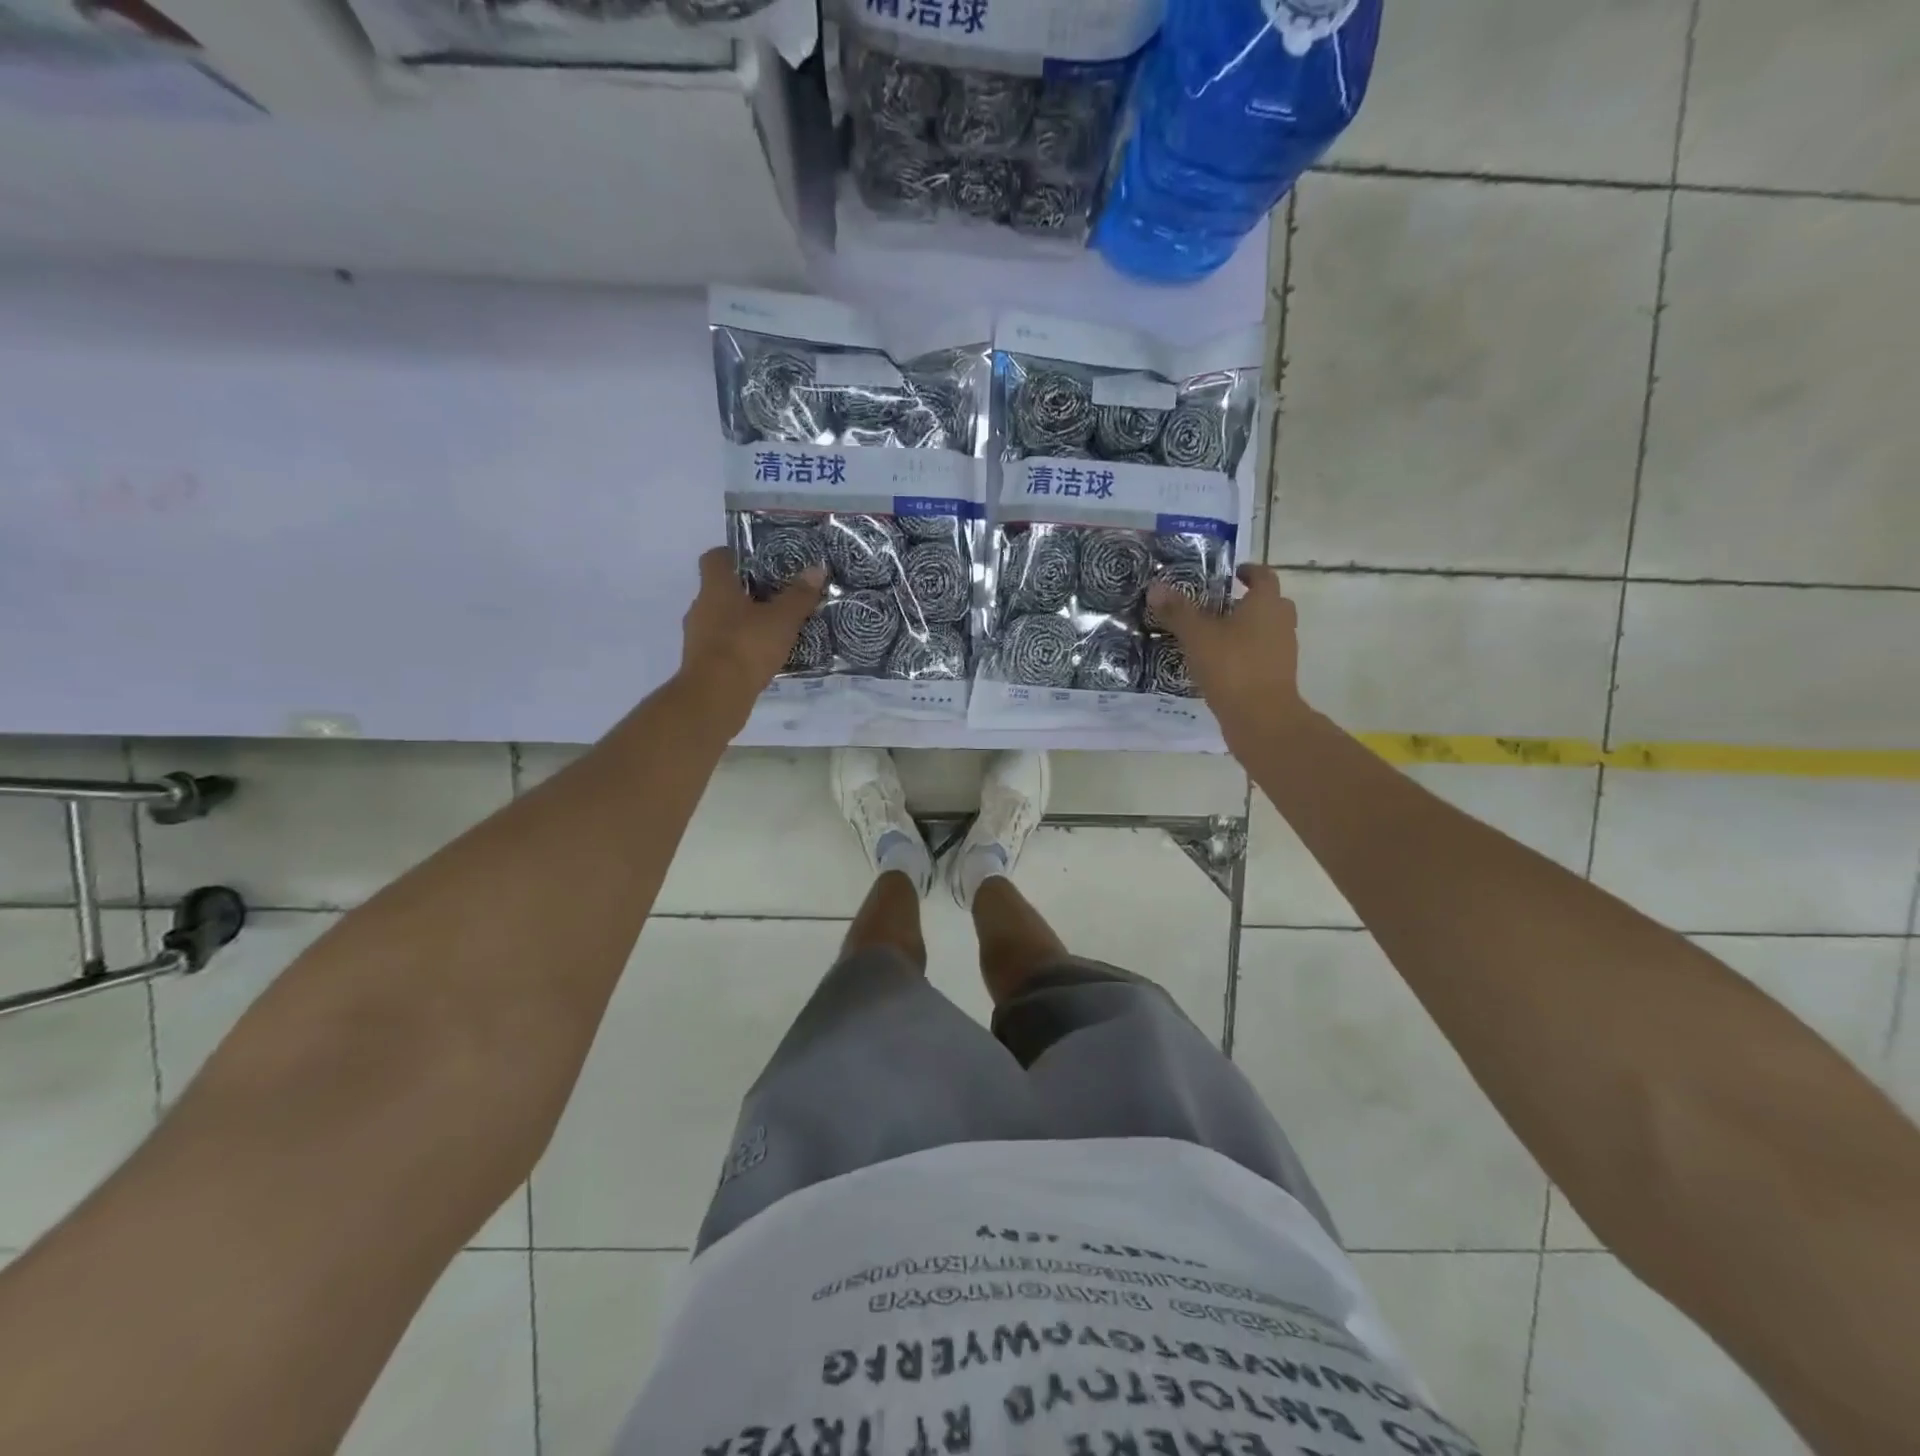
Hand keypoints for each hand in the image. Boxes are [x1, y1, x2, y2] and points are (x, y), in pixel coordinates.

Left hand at [678, 547, 824, 722]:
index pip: (716, 558)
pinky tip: (763, 656)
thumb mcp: (782, 620)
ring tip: (774, 630)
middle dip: (747, 592)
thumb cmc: (746, 647)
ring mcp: (697, 637)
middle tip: (778, 597)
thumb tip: (817, 569)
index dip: (736, 556)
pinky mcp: (702, 663)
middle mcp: (700, 607)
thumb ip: (799, 595)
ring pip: (722, 619)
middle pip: (721, 590)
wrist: (715, 696)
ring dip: (744, 622)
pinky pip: (723, 645)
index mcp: (715, 587)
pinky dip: (740, 647)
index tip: (760, 562)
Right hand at [1146, 564, 1311, 750]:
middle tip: (1221, 606)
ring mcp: (1283, 651)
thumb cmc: (1232, 666)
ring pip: (1267, 630)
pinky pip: (1262, 655)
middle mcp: (1281, 622)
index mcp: (1266, 604)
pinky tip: (1220, 664)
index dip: (1249, 571)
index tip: (1233, 573)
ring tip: (1215, 636)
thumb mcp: (1197, 636)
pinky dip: (1246, 653)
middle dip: (1248, 602)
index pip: (1264, 576)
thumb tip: (1156, 586)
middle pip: (1270, 603)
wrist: (1261, 718)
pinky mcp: (1277, 676)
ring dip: (1247, 629)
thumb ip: (1177, 611)